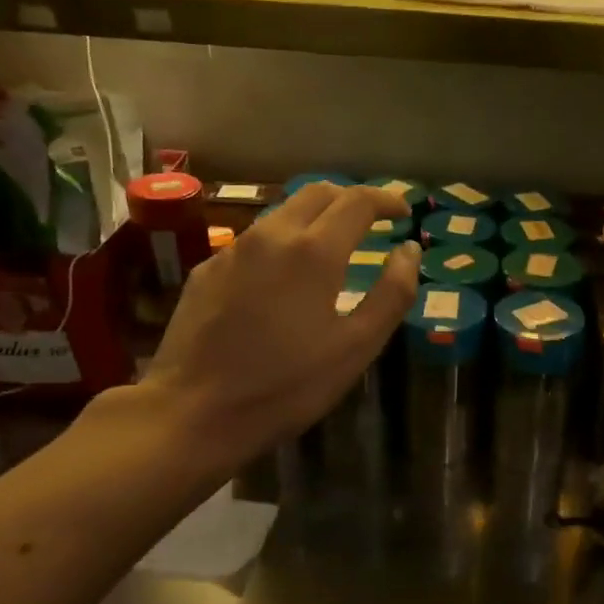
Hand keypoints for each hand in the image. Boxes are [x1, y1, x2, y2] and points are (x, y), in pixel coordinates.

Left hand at [140, 182, 419, 464]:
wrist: (193, 411)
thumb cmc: (287, 385)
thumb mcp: (356, 348)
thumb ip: (391, 294)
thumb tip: (409, 250)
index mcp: (314, 251)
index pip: (357, 201)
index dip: (386, 200)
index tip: (404, 212)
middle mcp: (272, 236)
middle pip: (317, 192)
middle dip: (351, 199)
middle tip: (372, 222)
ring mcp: (233, 250)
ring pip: (282, 212)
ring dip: (315, 217)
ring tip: (333, 246)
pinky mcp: (207, 270)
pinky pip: (254, 240)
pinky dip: (282, 243)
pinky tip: (284, 278)